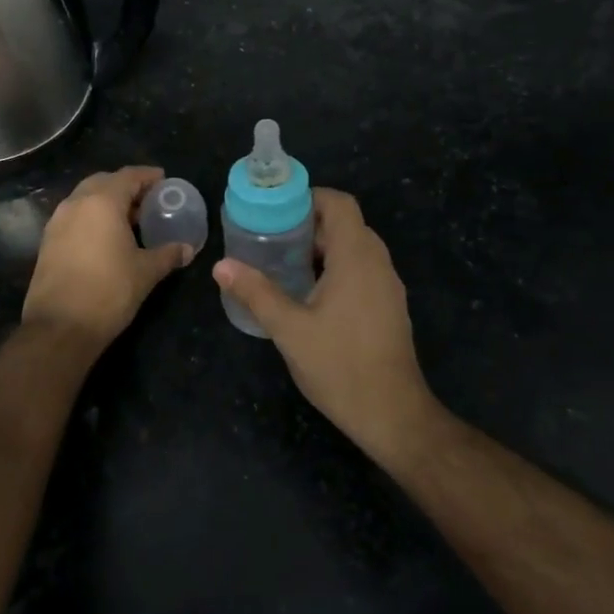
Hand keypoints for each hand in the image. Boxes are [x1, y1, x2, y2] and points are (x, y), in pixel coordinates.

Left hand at [23, 166, 192, 350]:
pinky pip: (74, 216)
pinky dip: (91, 217)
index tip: (164, 180)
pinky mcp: (48, 241)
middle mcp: (76, 204)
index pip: (128, 176)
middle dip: (125, 186)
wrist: (59, 327)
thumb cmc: (109, 292)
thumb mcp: (145, 272)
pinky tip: (106, 237)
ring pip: (85, 199)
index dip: (148, 176)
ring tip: (129, 219)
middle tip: (147, 200)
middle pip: (103, 182)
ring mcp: (57, 222)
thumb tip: (187, 249)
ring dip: (107, 201)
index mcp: (101, 202)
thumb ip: (167, 255)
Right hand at [213, 188, 442, 464]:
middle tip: (272, 238)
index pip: (339, 204)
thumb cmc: (340, 366)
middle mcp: (378, 263)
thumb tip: (221, 265)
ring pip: (355, 249)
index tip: (277, 211)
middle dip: (309, 225)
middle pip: (346, 224)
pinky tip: (310, 295)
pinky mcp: (389, 307)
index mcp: (356, 257)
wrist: (392, 415)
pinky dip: (337, 268)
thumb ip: (256, 292)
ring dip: (323, 248)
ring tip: (285, 264)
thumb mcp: (289, 329)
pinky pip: (363, 270)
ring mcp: (388, 286)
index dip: (309, 198)